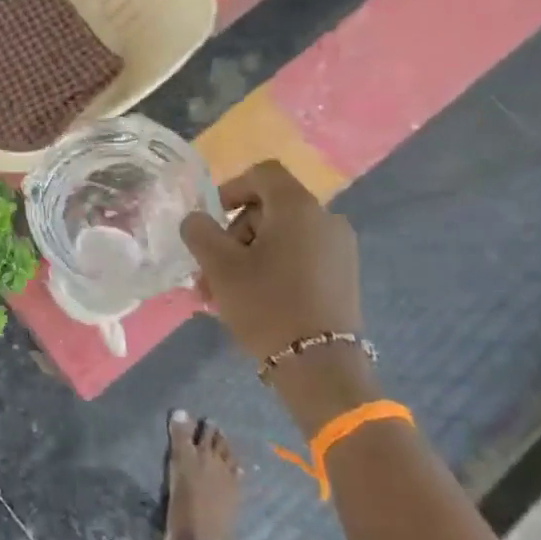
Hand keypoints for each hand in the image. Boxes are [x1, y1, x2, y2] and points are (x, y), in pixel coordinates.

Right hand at [179, 160, 362, 363]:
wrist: (320, 366)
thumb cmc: (266, 304)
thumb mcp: (219, 265)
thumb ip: (199, 231)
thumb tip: (198, 220)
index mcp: (298, 208)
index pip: (262, 173)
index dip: (231, 188)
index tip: (212, 219)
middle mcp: (325, 220)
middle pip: (268, 209)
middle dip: (233, 234)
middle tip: (210, 269)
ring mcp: (339, 250)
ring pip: (280, 238)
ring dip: (246, 257)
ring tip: (221, 294)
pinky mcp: (342, 277)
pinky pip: (298, 258)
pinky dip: (271, 269)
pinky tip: (250, 301)